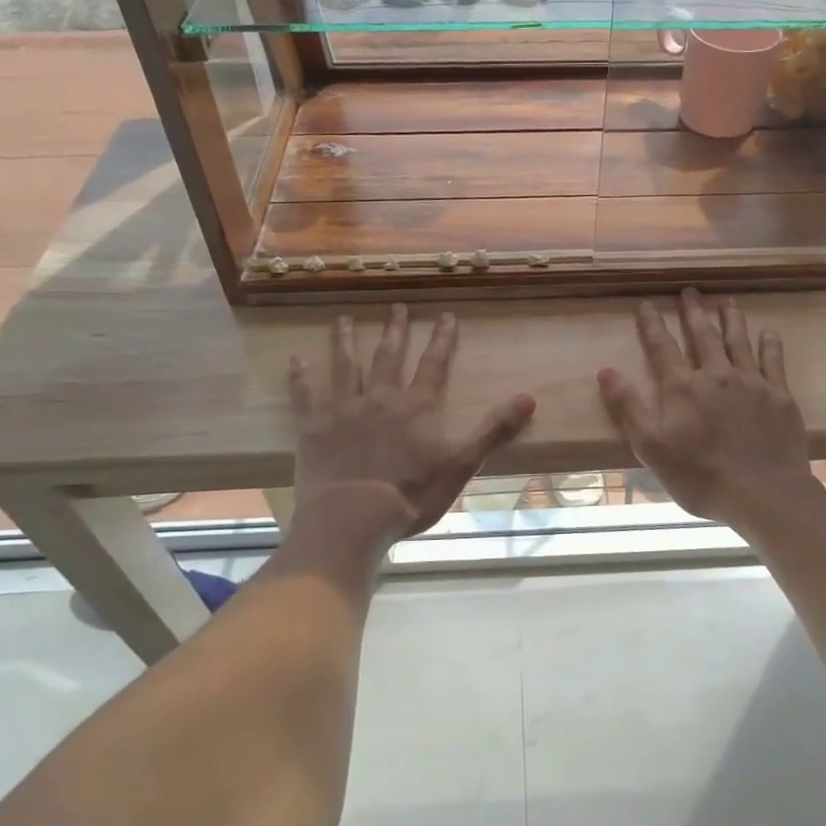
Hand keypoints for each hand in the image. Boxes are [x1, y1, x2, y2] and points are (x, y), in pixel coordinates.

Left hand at [288, 305, 535, 569]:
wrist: (352, 518)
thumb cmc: (411, 495)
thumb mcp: (461, 464)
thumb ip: (493, 430)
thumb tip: (529, 398)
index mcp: (417, 406)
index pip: (434, 364)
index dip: (442, 339)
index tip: (446, 316)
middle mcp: (380, 398)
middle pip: (389, 356)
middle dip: (394, 330)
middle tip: (396, 307)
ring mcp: (344, 409)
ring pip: (346, 366)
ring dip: (345, 341)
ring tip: (342, 319)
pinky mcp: (313, 427)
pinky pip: (305, 395)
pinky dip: (300, 376)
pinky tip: (295, 358)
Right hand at [598, 290, 824, 531]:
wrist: (763, 495)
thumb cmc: (700, 476)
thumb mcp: (651, 447)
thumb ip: (628, 407)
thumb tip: (605, 370)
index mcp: (682, 387)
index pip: (662, 346)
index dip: (652, 324)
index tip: (646, 304)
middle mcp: (715, 374)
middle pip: (702, 334)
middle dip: (693, 311)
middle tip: (690, 290)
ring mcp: (750, 382)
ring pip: (738, 340)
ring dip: (731, 318)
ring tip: (727, 300)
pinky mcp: (779, 395)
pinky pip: (773, 360)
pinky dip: (770, 343)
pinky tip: (769, 332)